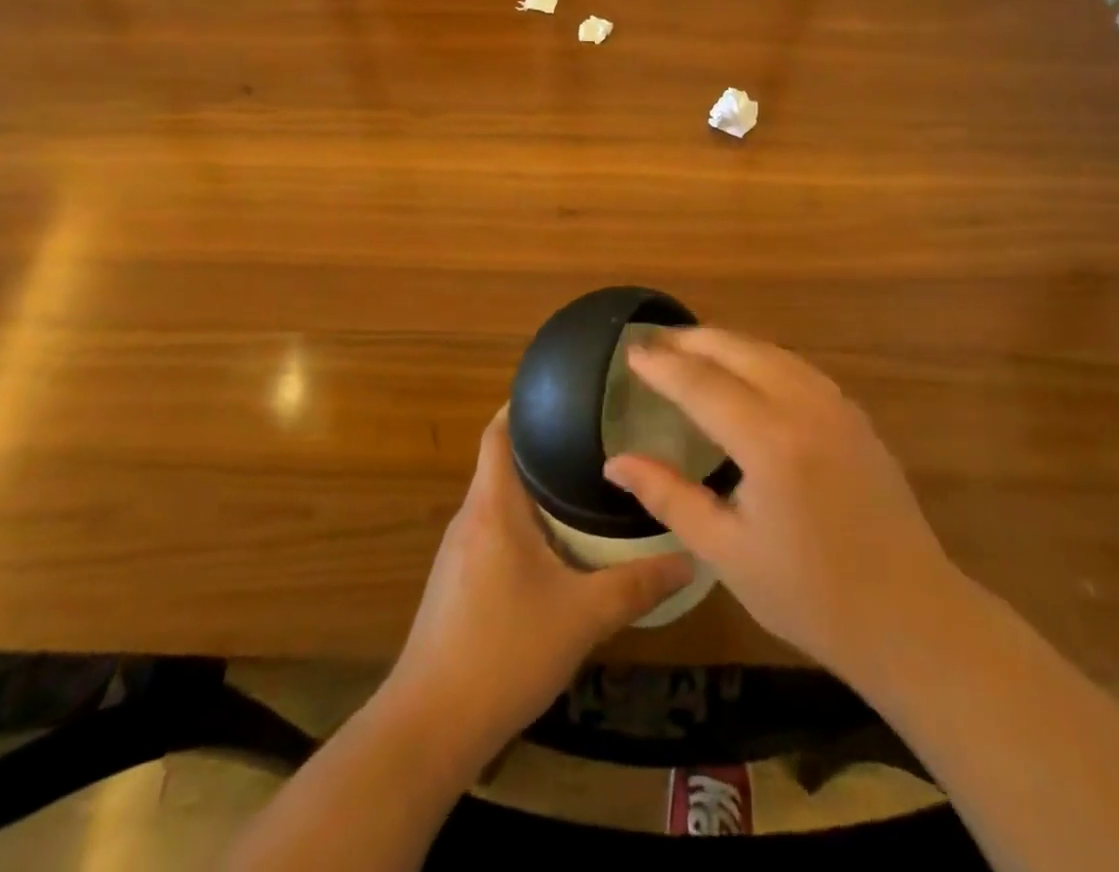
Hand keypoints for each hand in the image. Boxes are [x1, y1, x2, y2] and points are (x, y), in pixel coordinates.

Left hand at [386, 407, 693, 758]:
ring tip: (584, 485)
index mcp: (493, 506)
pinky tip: (556, 547)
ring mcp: (457, 552)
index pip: (498, 431)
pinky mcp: (455, 584)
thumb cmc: (504, 652)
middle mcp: (470, 517)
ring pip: (499, 500)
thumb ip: (637, 586)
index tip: (564, 392)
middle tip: (594, 438)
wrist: (428, 726)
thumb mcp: (582, 617)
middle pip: (502, 462)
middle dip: (543, 446)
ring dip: (534, 489)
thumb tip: (690, 558)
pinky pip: (492, 532)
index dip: (522, 404)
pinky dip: (523, 523)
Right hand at [603, 329, 960, 695]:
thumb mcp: (726, 552)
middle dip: (693, 340)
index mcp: (769, 441)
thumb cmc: (810, 595)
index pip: (701, 384)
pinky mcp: (856, 417)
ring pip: (772, 353)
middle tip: (656, 339)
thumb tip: (615, 464)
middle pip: (739, 351)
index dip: (663, 366)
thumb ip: (669, 497)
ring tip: (693, 346)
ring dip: (729, 343)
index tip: (631, 352)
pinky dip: (762, 357)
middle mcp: (804, 407)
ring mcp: (837, 407)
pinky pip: (798, 368)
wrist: (911, 618)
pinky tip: (749, 370)